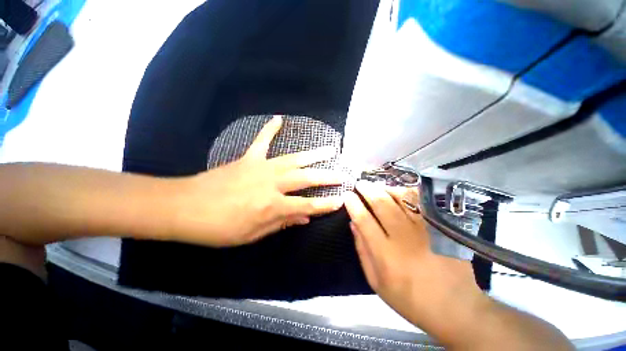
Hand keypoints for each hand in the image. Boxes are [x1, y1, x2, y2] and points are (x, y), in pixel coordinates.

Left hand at [171, 116, 344, 246]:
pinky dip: (270, 130)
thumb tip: (305, 218)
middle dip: (327, 177)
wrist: (185, 207)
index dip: (325, 204)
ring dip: (313, 155)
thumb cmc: (219, 228)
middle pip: (306, 178)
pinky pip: (262, 141)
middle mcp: (272, 184)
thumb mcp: (253, 234)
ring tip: (329, 149)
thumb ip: (282, 223)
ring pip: (293, 159)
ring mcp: (261, 167)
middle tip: (343, 173)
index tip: (341, 199)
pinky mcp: (248, 158)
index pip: (307, 205)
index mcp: (273, 206)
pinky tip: (279, 119)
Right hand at [344, 181, 485, 333]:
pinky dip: (407, 192)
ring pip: (401, 198)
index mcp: (386, 254)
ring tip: (376, 186)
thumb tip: (354, 224)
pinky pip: (421, 202)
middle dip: (367, 189)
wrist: (456, 308)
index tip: (347, 195)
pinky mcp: (440, 227)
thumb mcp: (377, 282)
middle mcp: (404, 237)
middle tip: (359, 184)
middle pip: (381, 204)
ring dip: (385, 188)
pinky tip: (398, 192)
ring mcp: (425, 229)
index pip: (364, 219)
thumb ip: (363, 251)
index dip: (353, 204)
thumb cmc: (410, 299)